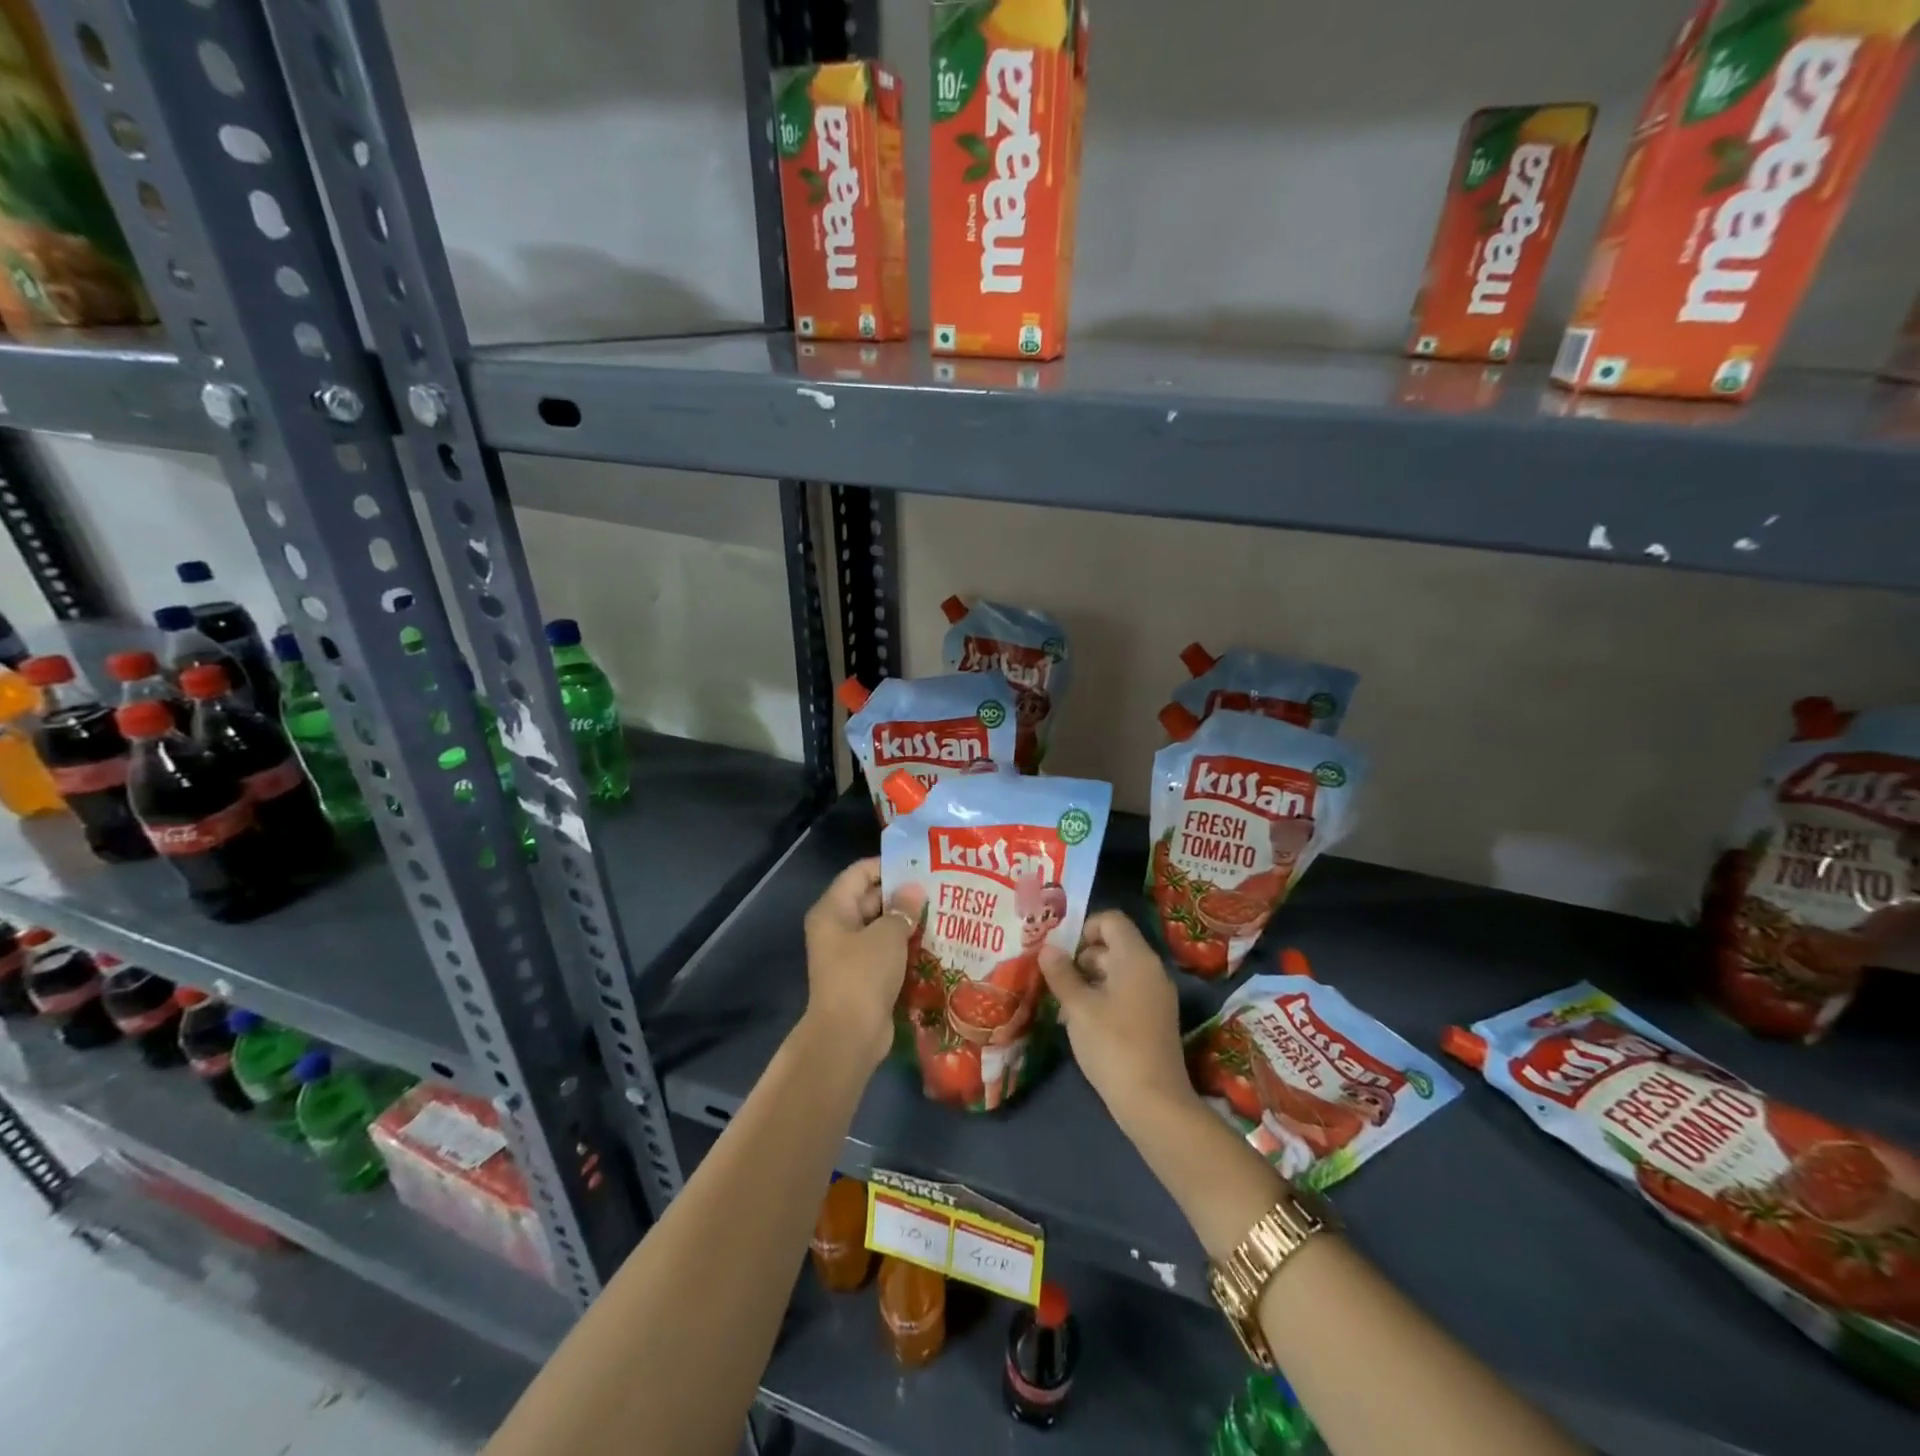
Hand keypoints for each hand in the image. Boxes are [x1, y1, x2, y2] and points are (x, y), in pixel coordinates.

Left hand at [803, 858, 925, 1067]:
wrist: (849, 1035)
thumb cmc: (863, 974)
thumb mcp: (887, 935)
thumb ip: (902, 908)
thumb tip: (914, 891)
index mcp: (833, 910)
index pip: (859, 873)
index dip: (888, 865)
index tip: (920, 865)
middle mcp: (837, 927)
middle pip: (871, 898)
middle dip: (903, 894)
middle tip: (939, 888)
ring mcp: (849, 954)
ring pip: (881, 927)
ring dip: (907, 922)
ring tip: (942, 912)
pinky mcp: (863, 976)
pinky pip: (886, 952)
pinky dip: (905, 946)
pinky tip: (934, 942)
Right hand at [1039, 910, 1194, 1134]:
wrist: (1155, 1103)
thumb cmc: (1113, 1045)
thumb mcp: (1078, 1007)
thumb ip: (1061, 974)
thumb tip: (1047, 948)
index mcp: (1136, 958)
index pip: (1111, 921)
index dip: (1084, 928)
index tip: (1060, 952)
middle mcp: (1150, 970)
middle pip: (1112, 946)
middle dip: (1080, 958)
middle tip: (1053, 979)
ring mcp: (1156, 996)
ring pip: (1116, 973)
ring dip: (1088, 982)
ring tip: (1062, 1005)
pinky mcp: (1154, 1020)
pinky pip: (1125, 994)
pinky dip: (1102, 999)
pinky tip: (1080, 1024)